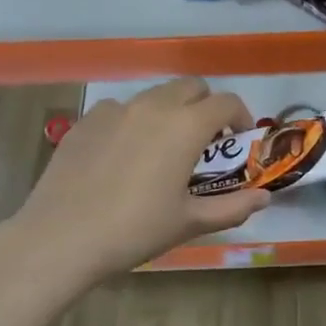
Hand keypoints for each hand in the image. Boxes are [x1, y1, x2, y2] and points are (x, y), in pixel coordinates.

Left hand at [4, 78, 270, 289]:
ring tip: (163, 146)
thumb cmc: (135, 230)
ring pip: (156, 95)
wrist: (60, 238)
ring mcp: (116, 109)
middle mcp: (155, 105)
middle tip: (204, 139)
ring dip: (171, 110)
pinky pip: (121, 109)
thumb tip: (265, 197)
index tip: (238, 139)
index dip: (240, 116)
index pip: (226, 102)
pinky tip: (123, 154)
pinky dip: (133, 121)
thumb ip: (233, 206)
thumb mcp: (189, 221)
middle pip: (192, 87)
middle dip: (205, 105)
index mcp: (186, 125)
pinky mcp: (86, 121)